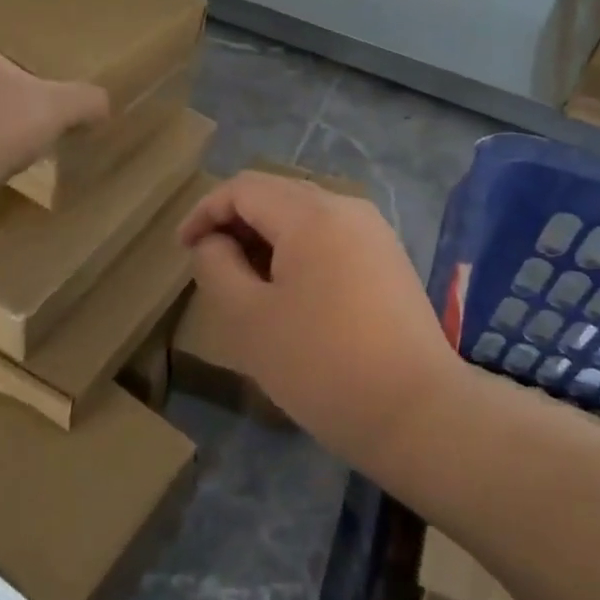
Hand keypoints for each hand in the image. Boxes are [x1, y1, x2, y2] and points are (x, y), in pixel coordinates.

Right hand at [178, 172, 465, 471]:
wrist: (417, 411)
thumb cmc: (322, 365)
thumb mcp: (249, 320)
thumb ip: (218, 267)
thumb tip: (214, 242)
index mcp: (312, 213)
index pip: (244, 187)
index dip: (206, 211)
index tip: (183, 248)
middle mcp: (347, 207)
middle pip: (277, 194)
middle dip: (237, 223)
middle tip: (212, 267)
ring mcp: (375, 231)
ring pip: (306, 216)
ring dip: (268, 239)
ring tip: (248, 284)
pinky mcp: (389, 258)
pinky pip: (332, 237)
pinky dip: (300, 251)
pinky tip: (292, 294)